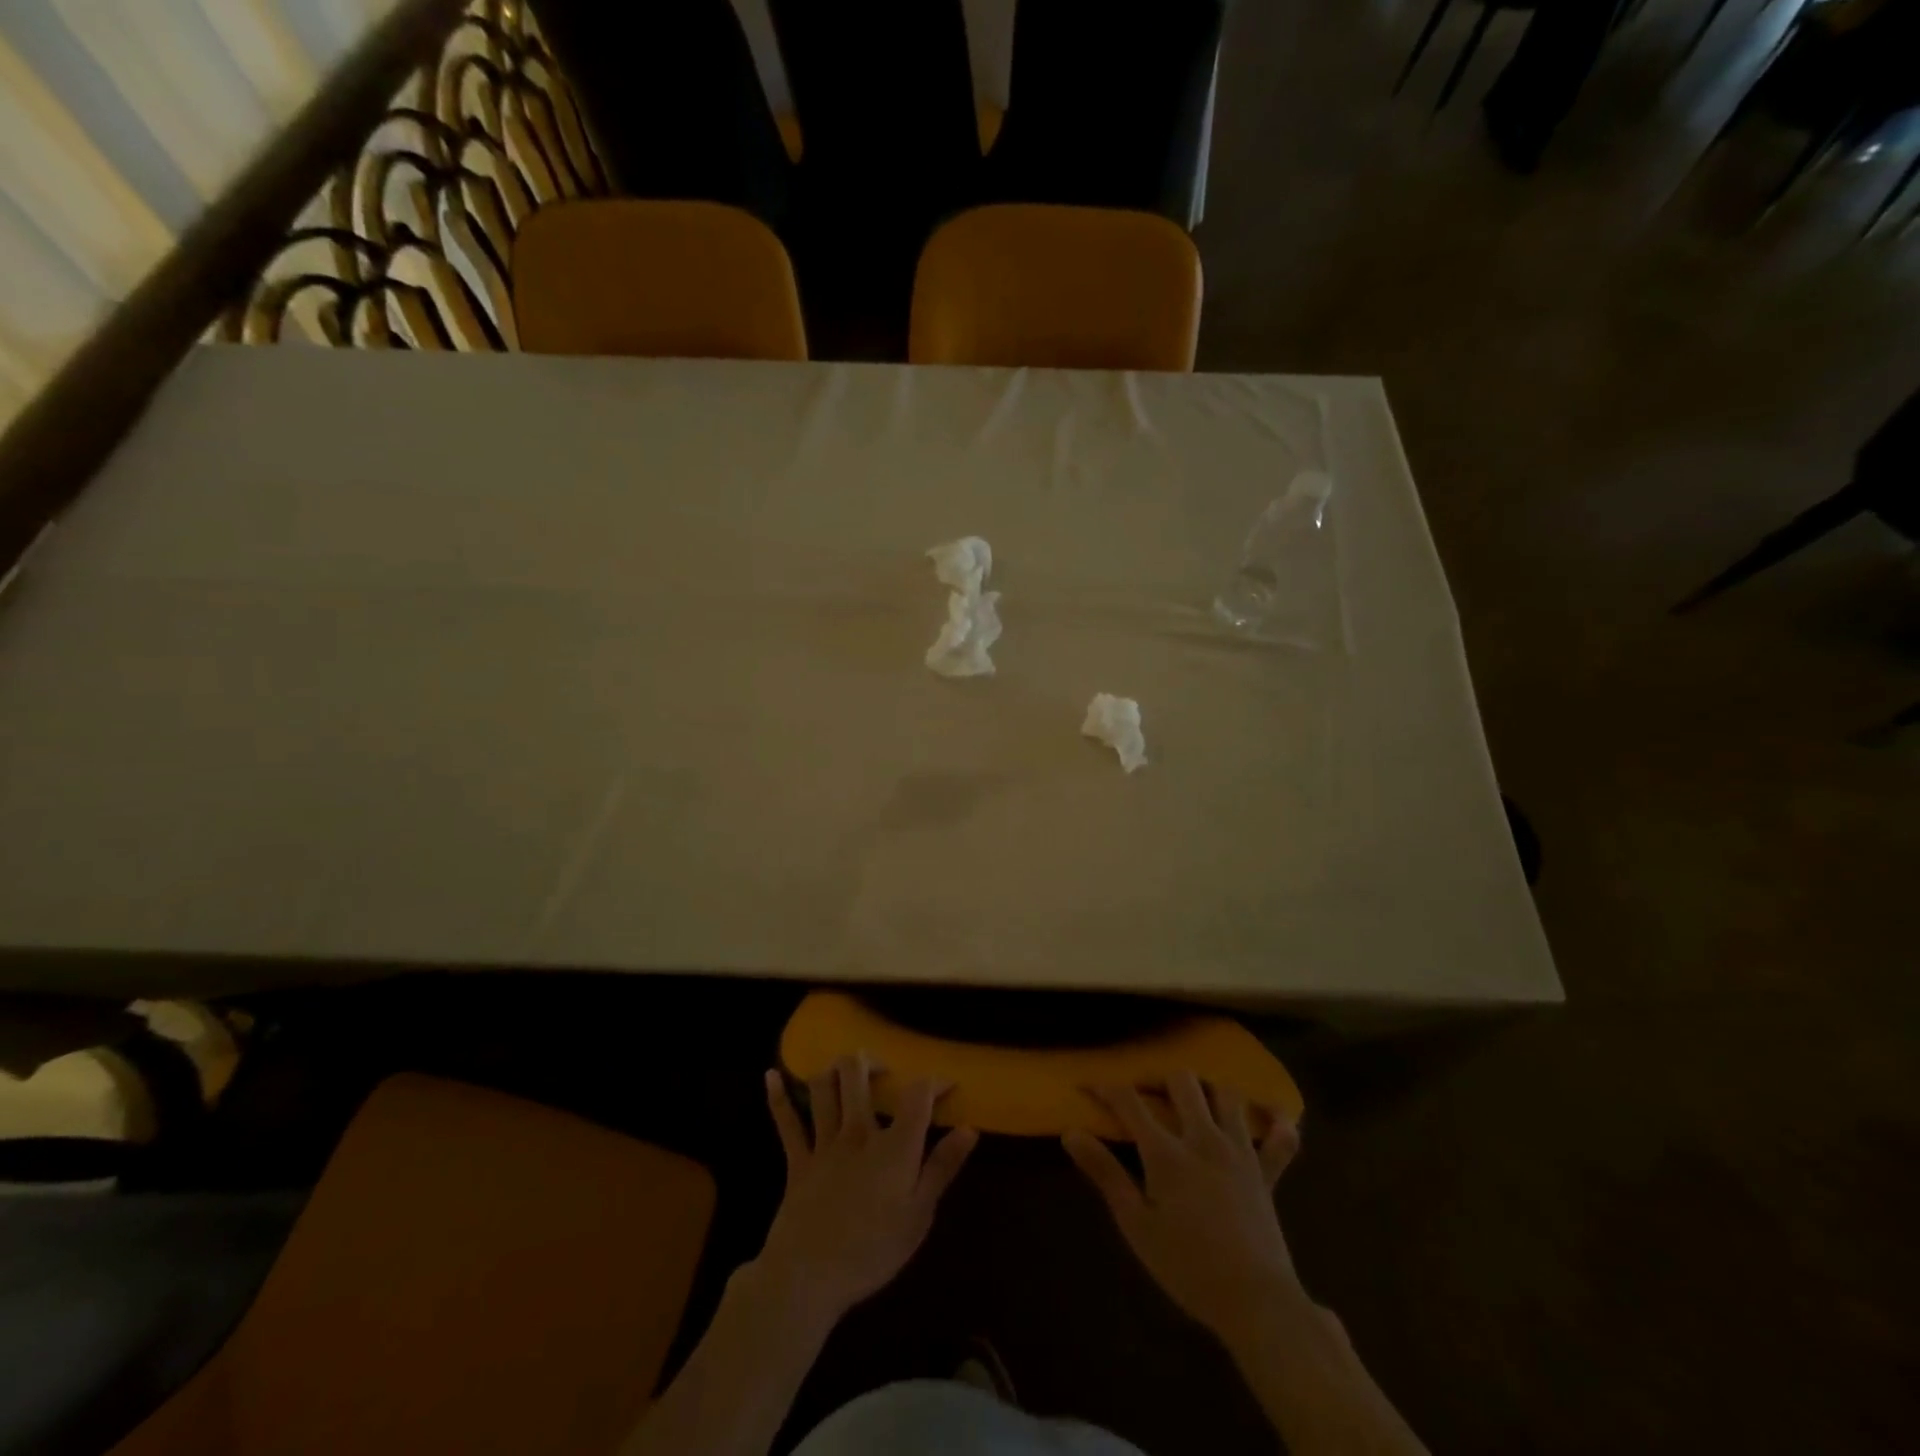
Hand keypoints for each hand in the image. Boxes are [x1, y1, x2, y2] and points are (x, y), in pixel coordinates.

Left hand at [753, 1056, 977, 1331]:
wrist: (808, 1277)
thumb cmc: (872, 1251)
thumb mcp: (919, 1215)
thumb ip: (943, 1167)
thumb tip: (970, 1129)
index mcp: (894, 1145)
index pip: (918, 1095)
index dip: (935, 1082)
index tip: (947, 1085)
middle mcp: (858, 1131)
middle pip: (859, 1075)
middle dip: (872, 1061)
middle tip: (884, 1071)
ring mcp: (824, 1143)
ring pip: (825, 1088)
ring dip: (834, 1070)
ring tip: (845, 1067)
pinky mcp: (797, 1161)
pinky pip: (786, 1122)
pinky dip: (778, 1096)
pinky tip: (771, 1075)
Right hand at [1063, 1071, 1301, 1339]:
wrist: (1256, 1302)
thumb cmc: (1187, 1267)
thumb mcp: (1136, 1225)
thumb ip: (1105, 1174)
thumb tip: (1070, 1133)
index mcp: (1166, 1152)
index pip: (1129, 1102)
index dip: (1106, 1089)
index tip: (1089, 1086)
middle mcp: (1203, 1137)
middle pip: (1181, 1081)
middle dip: (1159, 1080)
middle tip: (1146, 1096)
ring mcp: (1240, 1150)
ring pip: (1227, 1094)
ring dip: (1208, 1091)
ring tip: (1195, 1103)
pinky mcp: (1267, 1171)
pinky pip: (1281, 1138)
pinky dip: (1277, 1123)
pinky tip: (1271, 1118)